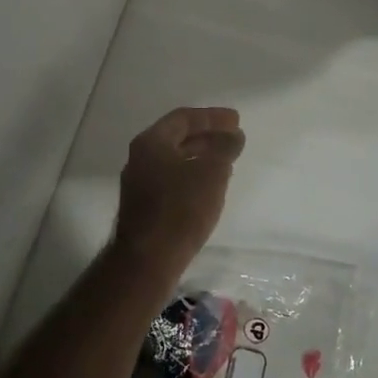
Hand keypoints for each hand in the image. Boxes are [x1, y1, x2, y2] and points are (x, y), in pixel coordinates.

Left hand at [112, 107, 244, 263]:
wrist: (147, 260)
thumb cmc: (180, 208)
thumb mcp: (211, 173)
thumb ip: (225, 149)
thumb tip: (234, 136)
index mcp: (151, 142)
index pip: (183, 118)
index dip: (212, 117)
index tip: (236, 120)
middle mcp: (140, 158)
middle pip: (178, 138)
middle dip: (208, 136)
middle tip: (234, 137)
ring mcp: (140, 184)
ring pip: (176, 160)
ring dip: (202, 157)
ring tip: (228, 160)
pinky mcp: (145, 207)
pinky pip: (173, 180)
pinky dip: (193, 175)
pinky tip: (210, 186)